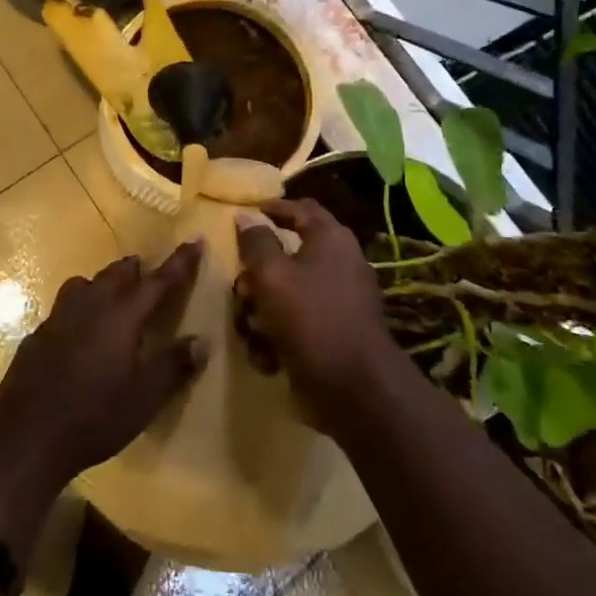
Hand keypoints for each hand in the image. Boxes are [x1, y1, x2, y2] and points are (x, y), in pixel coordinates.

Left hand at [0, 241, 208, 485]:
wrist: (26, 435)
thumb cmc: (95, 417)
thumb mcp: (144, 399)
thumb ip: (174, 366)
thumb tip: (202, 341)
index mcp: (122, 316)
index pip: (158, 281)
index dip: (180, 262)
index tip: (195, 240)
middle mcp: (90, 305)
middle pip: (116, 274)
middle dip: (136, 269)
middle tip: (148, 272)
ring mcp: (59, 317)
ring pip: (85, 284)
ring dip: (103, 283)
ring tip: (112, 294)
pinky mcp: (38, 334)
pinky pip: (64, 308)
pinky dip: (79, 308)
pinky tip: (79, 331)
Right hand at [235, 200, 400, 430]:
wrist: (354, 388)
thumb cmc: (310, 318)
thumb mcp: (271, 275)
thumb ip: (255, 243)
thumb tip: (246, 216)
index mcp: (330, 239)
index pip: (302, 208)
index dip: (274, 207)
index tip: (248, 212)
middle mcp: (340, 264)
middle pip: (288, 256)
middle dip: (257, 275)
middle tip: (241, 289)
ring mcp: (340, 302)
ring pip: (287, 293)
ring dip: (262, 312)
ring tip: (251, 330)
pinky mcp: (335, 335)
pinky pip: (298, 324)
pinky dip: (278, 338)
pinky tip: (268, 357)